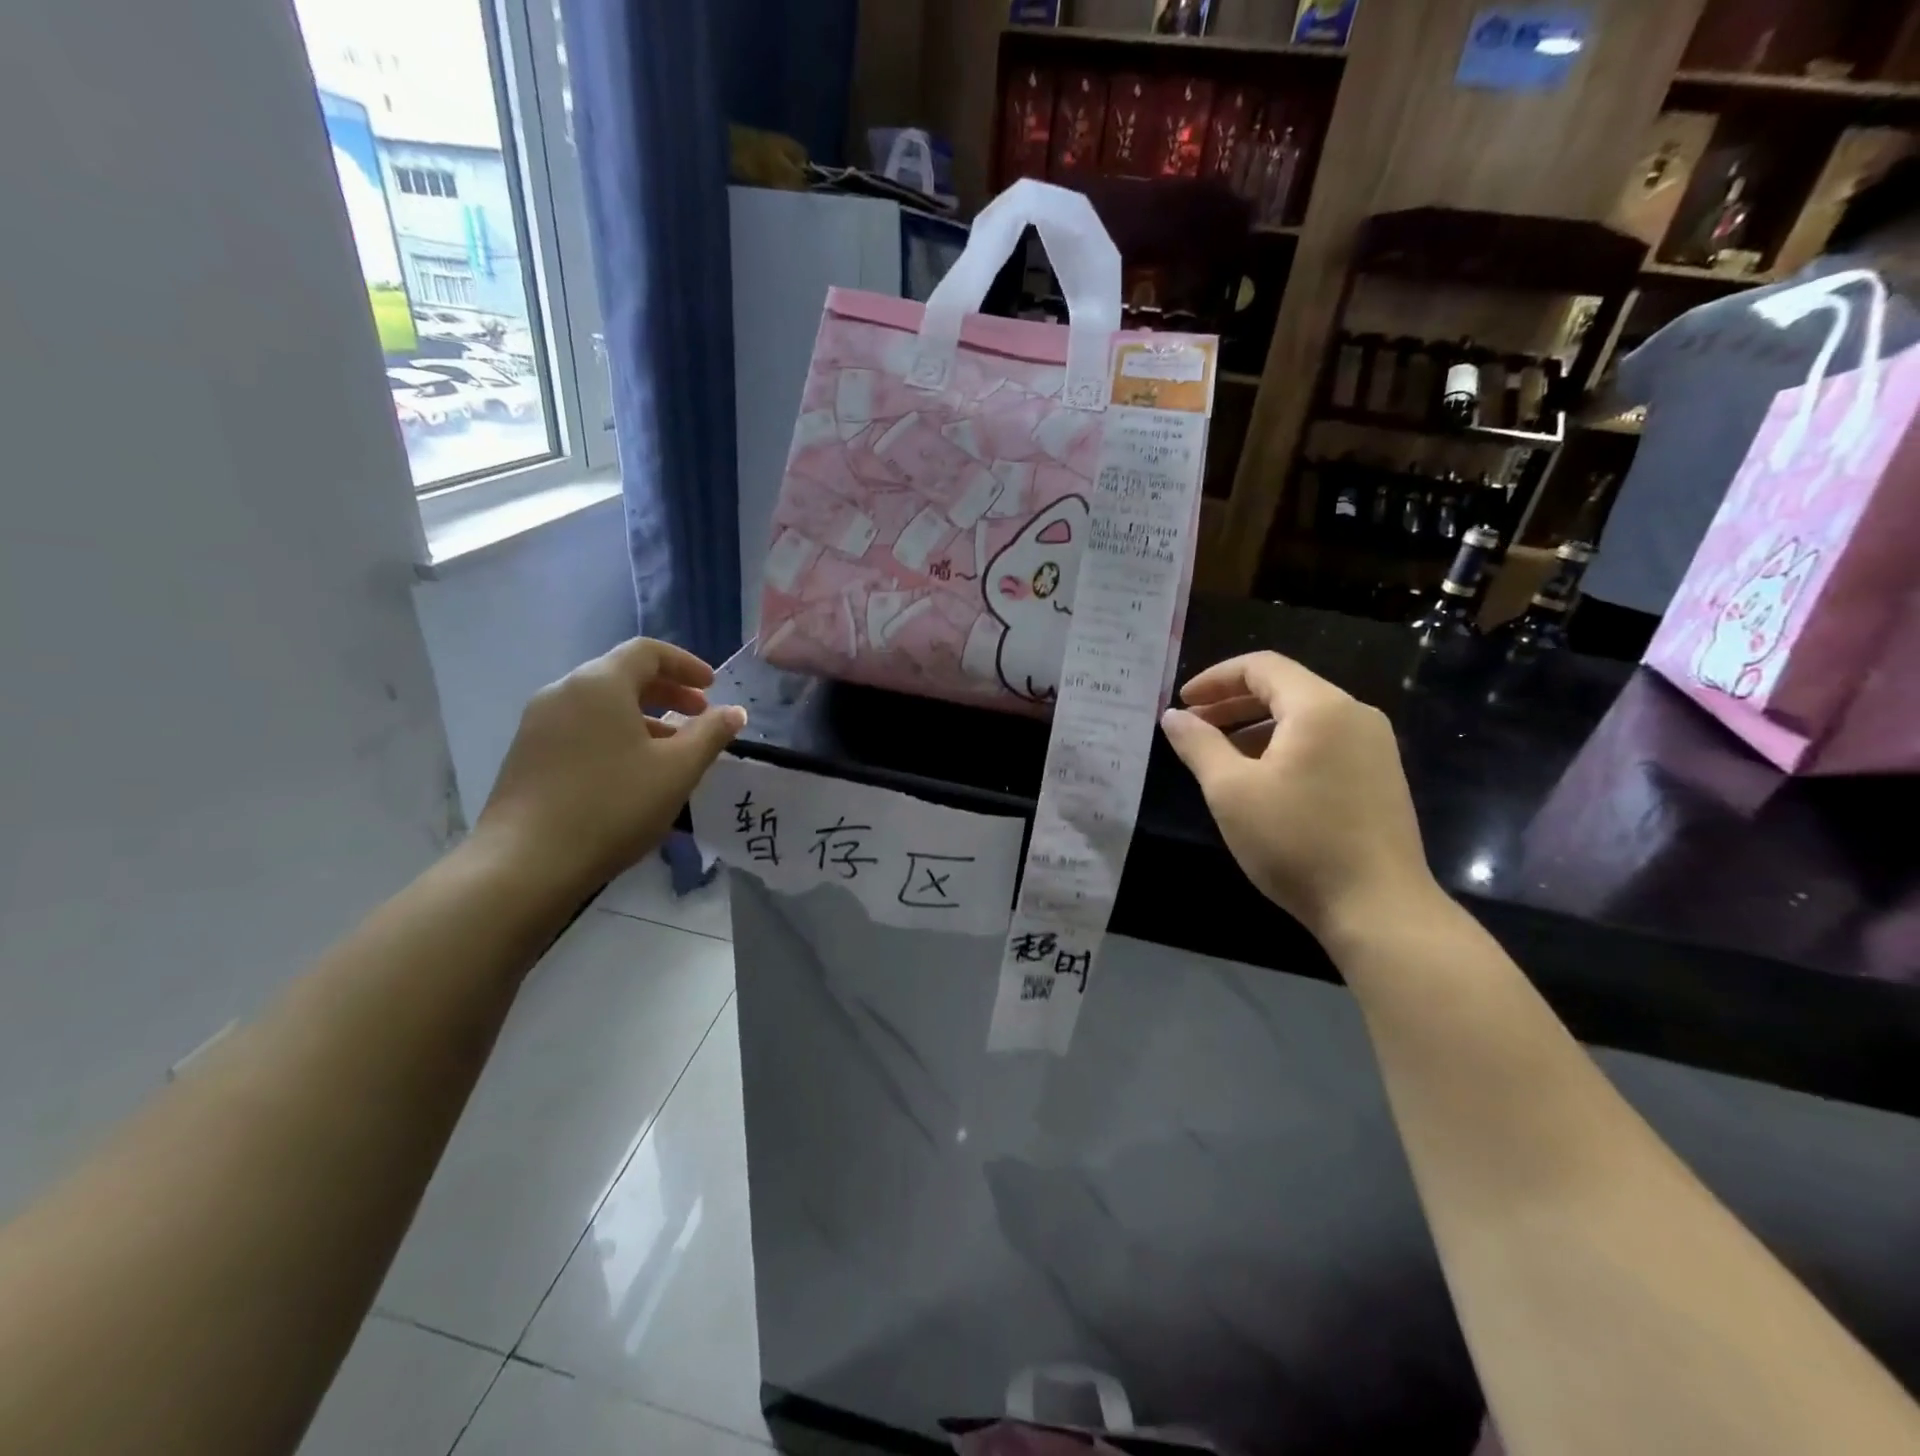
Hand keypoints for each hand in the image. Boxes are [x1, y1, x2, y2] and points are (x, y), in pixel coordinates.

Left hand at [475, 638, 745, 895]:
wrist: (527, 862)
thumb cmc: (613, 805)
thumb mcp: (677, 770)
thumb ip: (710, 734)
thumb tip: (734, 712)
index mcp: (600, 683)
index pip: (647, 652)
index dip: (686, 664)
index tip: (712, 688)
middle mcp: (564, 691)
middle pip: (622, 675)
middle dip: (667, 692)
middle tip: (699, 717)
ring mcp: (539, 723)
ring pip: (601, 704)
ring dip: (643, 716)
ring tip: (671, 749)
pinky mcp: (527, 753)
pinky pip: (581, 727)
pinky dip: (615, 734)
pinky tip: (631, 771)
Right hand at [1159, 652, 1434, 938]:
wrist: (1378, 908)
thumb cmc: (1296, 842)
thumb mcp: (1231, 791)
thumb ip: (1198, 745)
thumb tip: (1173, 716)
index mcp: (1320, 707)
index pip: (1261, 667)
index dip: (1215, 679)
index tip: (1182, 703)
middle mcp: (1355, 715)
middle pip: (1285, 687)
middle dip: (1233, 702)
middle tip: (1194, 726)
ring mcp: (1374, 746)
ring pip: (1305, 717)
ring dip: (1256, 726)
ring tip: (1220, 755)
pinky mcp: (1380, 776)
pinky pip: (1324, 741)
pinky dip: (1285, 746)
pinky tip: (1262, 780)